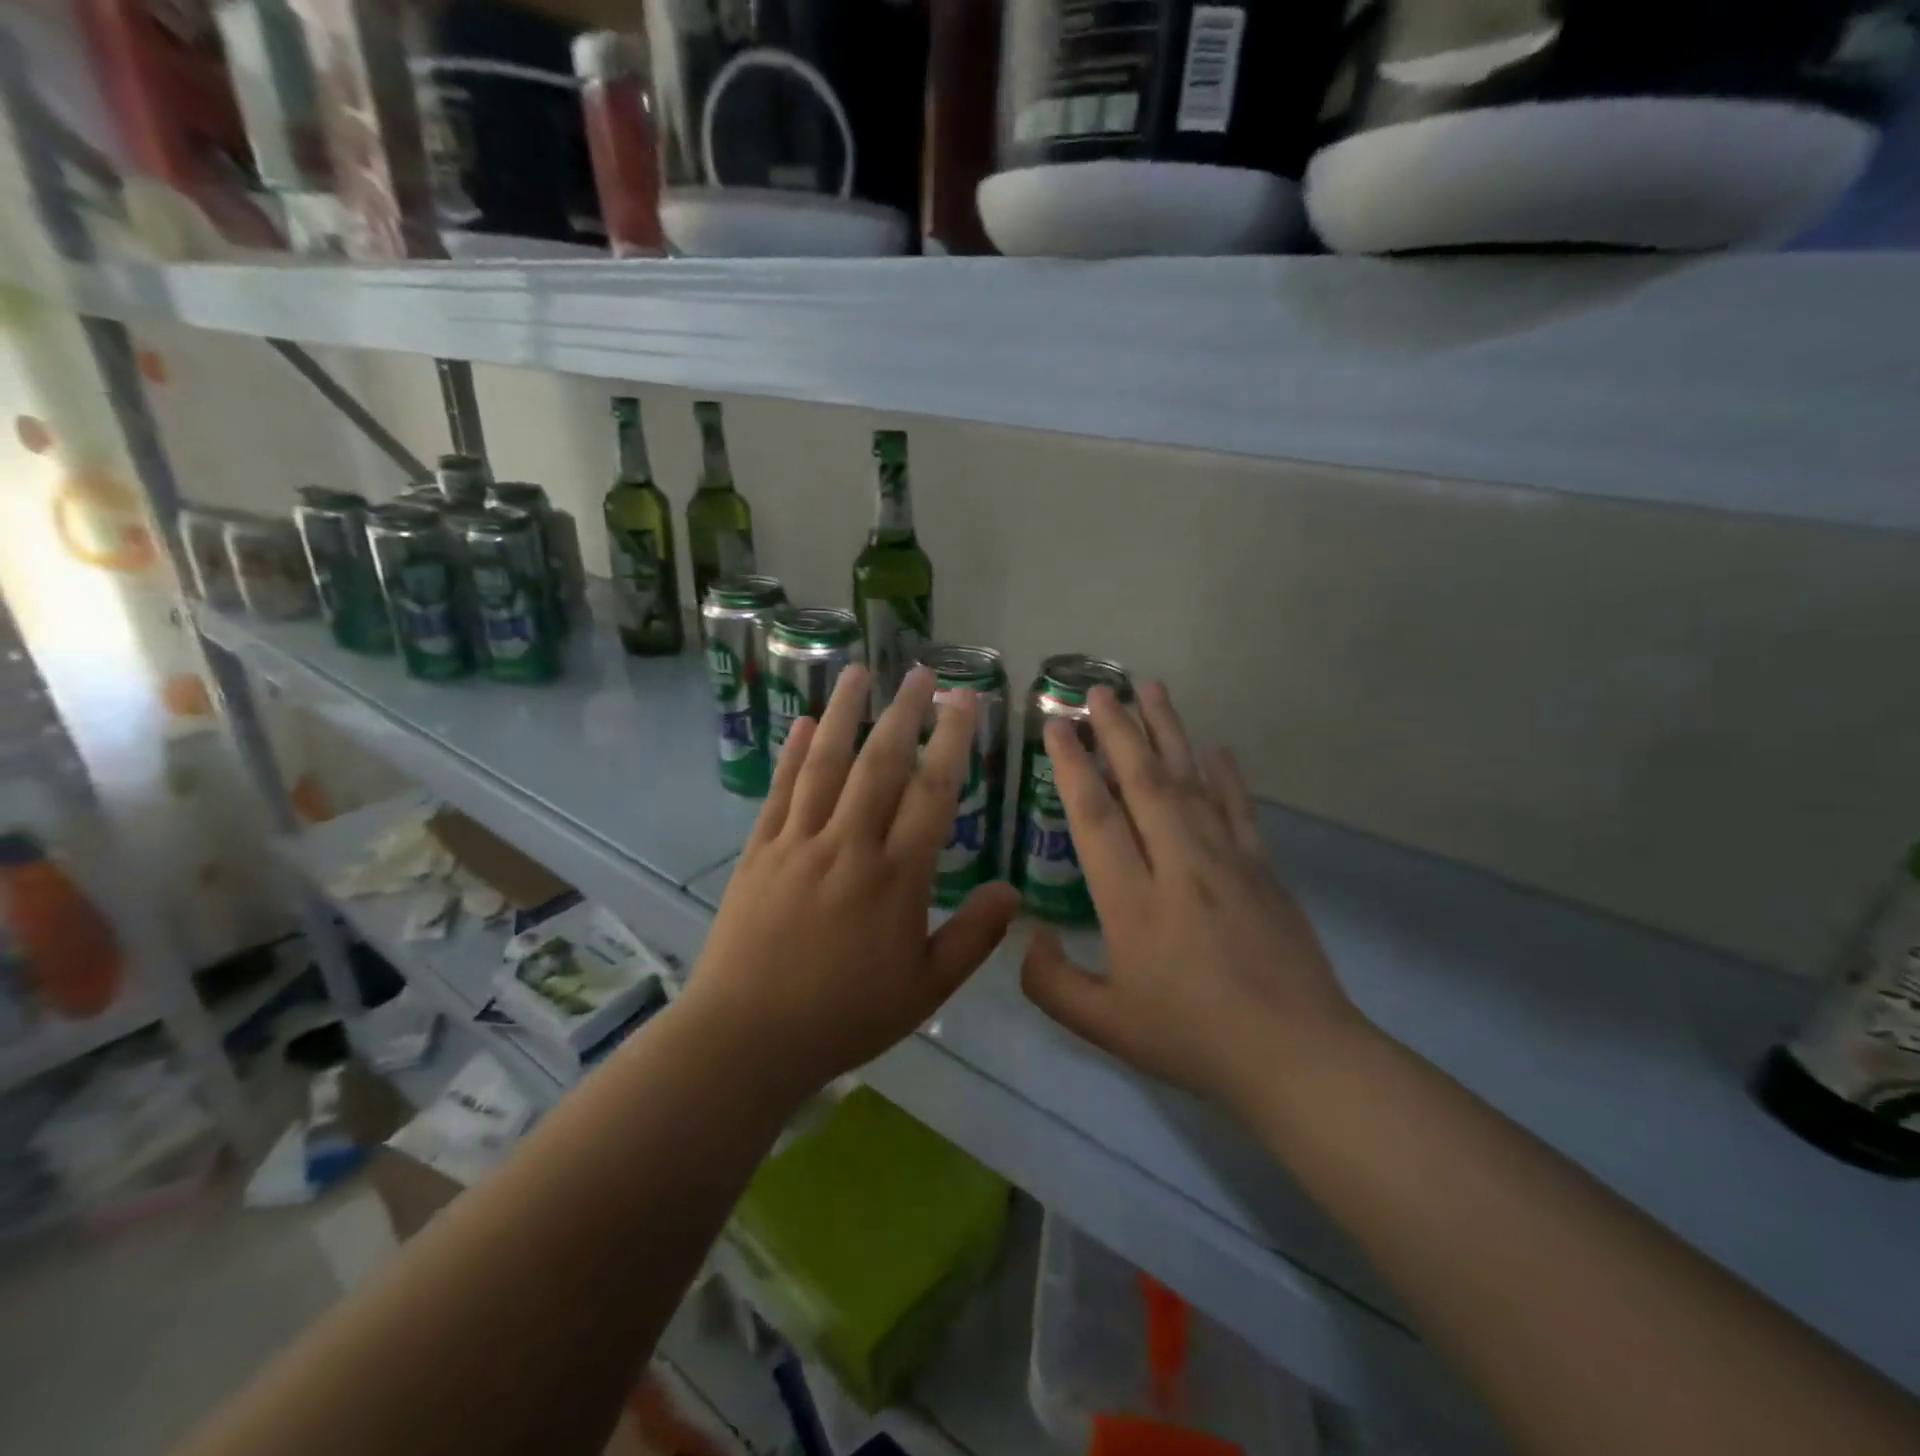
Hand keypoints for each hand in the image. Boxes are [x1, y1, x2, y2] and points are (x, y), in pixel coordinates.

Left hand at [684, 664, 1019, 1104]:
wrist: (745, 1040)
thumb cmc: (844, 1017)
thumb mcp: (925, 990)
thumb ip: (973, 938)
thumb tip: (1013, 892)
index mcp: (895, 877)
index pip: (932, 793)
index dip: (952, 741)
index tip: (964, 701)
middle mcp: (848, 846)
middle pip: (880, 764)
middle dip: (904, 712)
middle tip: (920, 672)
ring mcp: (797, 843)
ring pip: (824, 764)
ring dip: (842, 713)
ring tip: (856, 671)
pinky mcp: (759, 852)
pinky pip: (779, 791)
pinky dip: (791, 753)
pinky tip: (800, 722)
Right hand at [1019, 682, 1366, 1111]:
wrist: (1295, 1055)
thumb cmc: (1192, 1038)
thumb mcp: (1105, 1026)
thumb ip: (1051, 982)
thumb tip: (1029, 936)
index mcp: (1132, 900)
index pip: (1095, 816)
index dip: (1071, 766)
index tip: (1056, 726)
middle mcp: (1177, 864)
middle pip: (1143, 780)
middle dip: (1117, 729)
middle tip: (1099, 688)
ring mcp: (1226, 860)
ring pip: (1190, 781)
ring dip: (1168, 731)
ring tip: (1150, 688)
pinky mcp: (1263, 868)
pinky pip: (1239, 808)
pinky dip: (1225, 774)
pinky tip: (1215, 748)